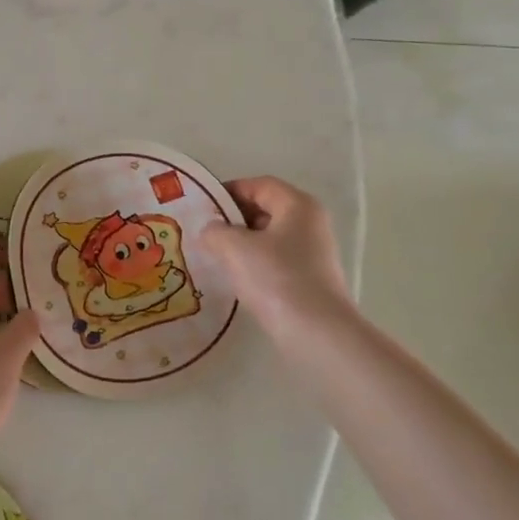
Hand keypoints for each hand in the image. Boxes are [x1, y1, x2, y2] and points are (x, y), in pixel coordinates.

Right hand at [200, 176, 356, 344]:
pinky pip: (275, 260)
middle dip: (232, 218)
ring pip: (268, 237)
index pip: (258, 185)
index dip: (227, 191)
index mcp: (298, 205)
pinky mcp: (310, 279)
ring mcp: (313, 253)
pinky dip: (254, 263)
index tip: (201, 206)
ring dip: (241, 243)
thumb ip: (215, 231)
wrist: (317, 334)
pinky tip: (235, 278)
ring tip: (213, 255)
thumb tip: (211, 230)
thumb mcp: (234, 247)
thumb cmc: (276, 278)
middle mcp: (310, 223)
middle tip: (203, 231)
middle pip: (265, 209)